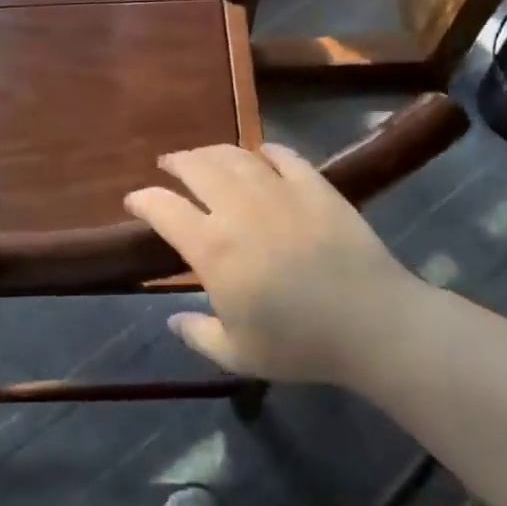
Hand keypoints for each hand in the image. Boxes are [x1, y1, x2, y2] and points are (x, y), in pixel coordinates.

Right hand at [124, 143, 413, 385]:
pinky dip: (266, 151)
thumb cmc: (300, 344)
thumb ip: (198, 335)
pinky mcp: (315, 187)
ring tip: (205, 156)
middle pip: (197, 168)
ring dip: (213, 152)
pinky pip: (284, 156)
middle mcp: (238, 209)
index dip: (142, 200)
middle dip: (176, 163)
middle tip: (168, 165)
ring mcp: (279, 192)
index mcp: (213, 248)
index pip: (163, 209)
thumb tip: (173, 320)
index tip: (133, 201)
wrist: (373, 323)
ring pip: (235, 156)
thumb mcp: (238, 354)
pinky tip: (261, 154)